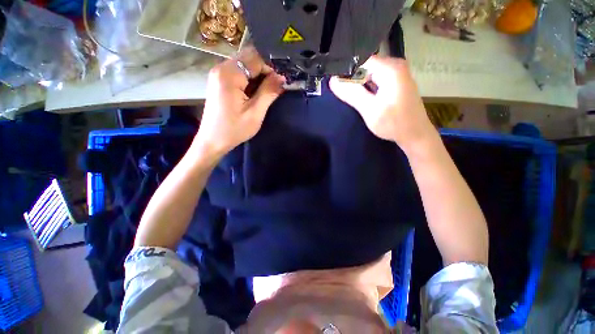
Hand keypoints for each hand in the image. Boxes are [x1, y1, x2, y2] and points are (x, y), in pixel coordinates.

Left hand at [195, 46, 284, 156]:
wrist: (213, 140)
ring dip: (257, 76)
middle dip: (264, 72)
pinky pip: (237, 73)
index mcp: (229, 74)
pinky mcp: (218, 81)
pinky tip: (253, 94)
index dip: (270, 69)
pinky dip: (248, 80)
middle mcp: (221, 68)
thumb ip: (269, 92)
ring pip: (243, 65)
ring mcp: (218, 74)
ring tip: (264, 93)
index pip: (255, 59)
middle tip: (273, 89)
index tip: (279, 85)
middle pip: (248, 59)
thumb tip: (282, 78)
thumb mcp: (255, 112)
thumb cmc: (235, 129)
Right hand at [329, 56, 435, 150]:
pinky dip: (366, 87)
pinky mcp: (395, 82)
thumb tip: (332, 81)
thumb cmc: (394, 123)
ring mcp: (396, 73)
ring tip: (348, 95)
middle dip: (351, 79)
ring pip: (369, 74)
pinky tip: (361, 97)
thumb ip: (352, 94)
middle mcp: (395, 65)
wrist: (415, 134)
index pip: (361, 61)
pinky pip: (375, 80)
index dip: (345, 70)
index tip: (334, 83)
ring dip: (358, 84)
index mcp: (390, 68)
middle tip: (339, 92)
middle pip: (365, 66)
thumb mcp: (370, 110)